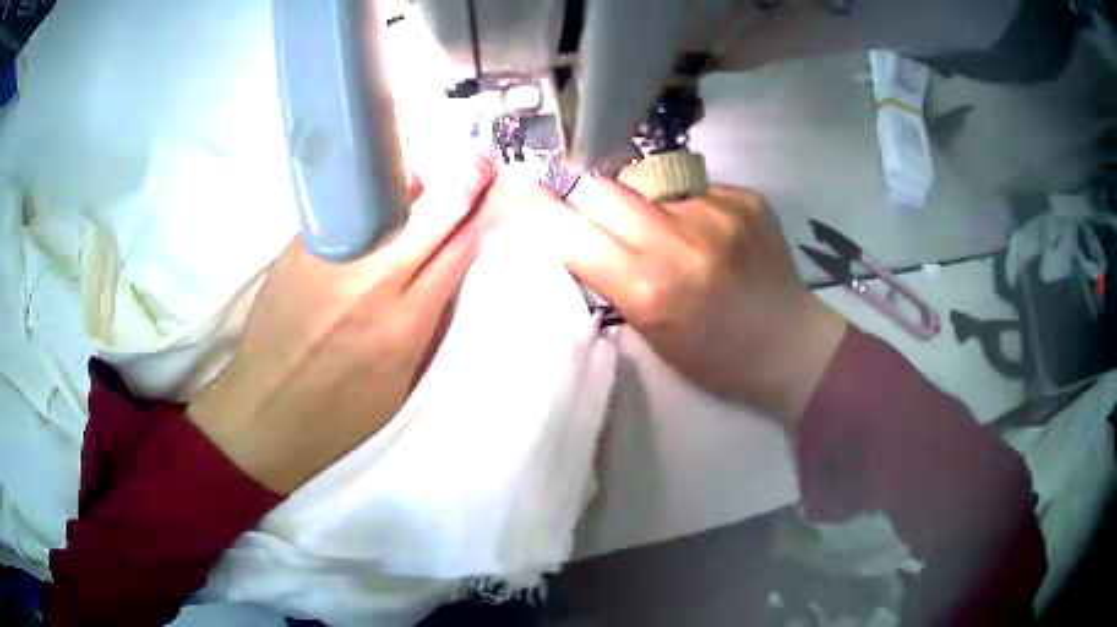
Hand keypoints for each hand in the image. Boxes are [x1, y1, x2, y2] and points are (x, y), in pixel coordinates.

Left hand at [187, 157, 502, 493]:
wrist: (265, 413)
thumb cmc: (340, 414)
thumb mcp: (401, 383)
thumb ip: (427, 323)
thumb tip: (447, 267)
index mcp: (406, 325)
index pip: (461, 250)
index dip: (488, 212)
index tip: (507, 185)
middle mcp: (373, 282)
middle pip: (434, 212)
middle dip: (467, 178)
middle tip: (483, 161)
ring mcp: (333, 258)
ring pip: (390, 198)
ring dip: (421, 180)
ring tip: (434, 176)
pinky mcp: (299, 248)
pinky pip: (349, 204)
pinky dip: (374, 193)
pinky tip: (382, 192)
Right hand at [533, 178, 847, 426]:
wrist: (788, 345)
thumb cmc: (713, 356)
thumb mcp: (649, 331)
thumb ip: (611, 275)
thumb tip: (580, 228)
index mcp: (648, 288)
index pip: (572, 230)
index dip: (544, 210)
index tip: (530, 196)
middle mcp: (678, 239)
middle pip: (600, 186)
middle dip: (587, 197)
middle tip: (597, 213)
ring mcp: (716, 210)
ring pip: (643, 177)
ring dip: (635, 196)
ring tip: (660, 223)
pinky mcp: (744, 196)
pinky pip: (688, 184)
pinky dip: (682, 202)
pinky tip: (704, 228)